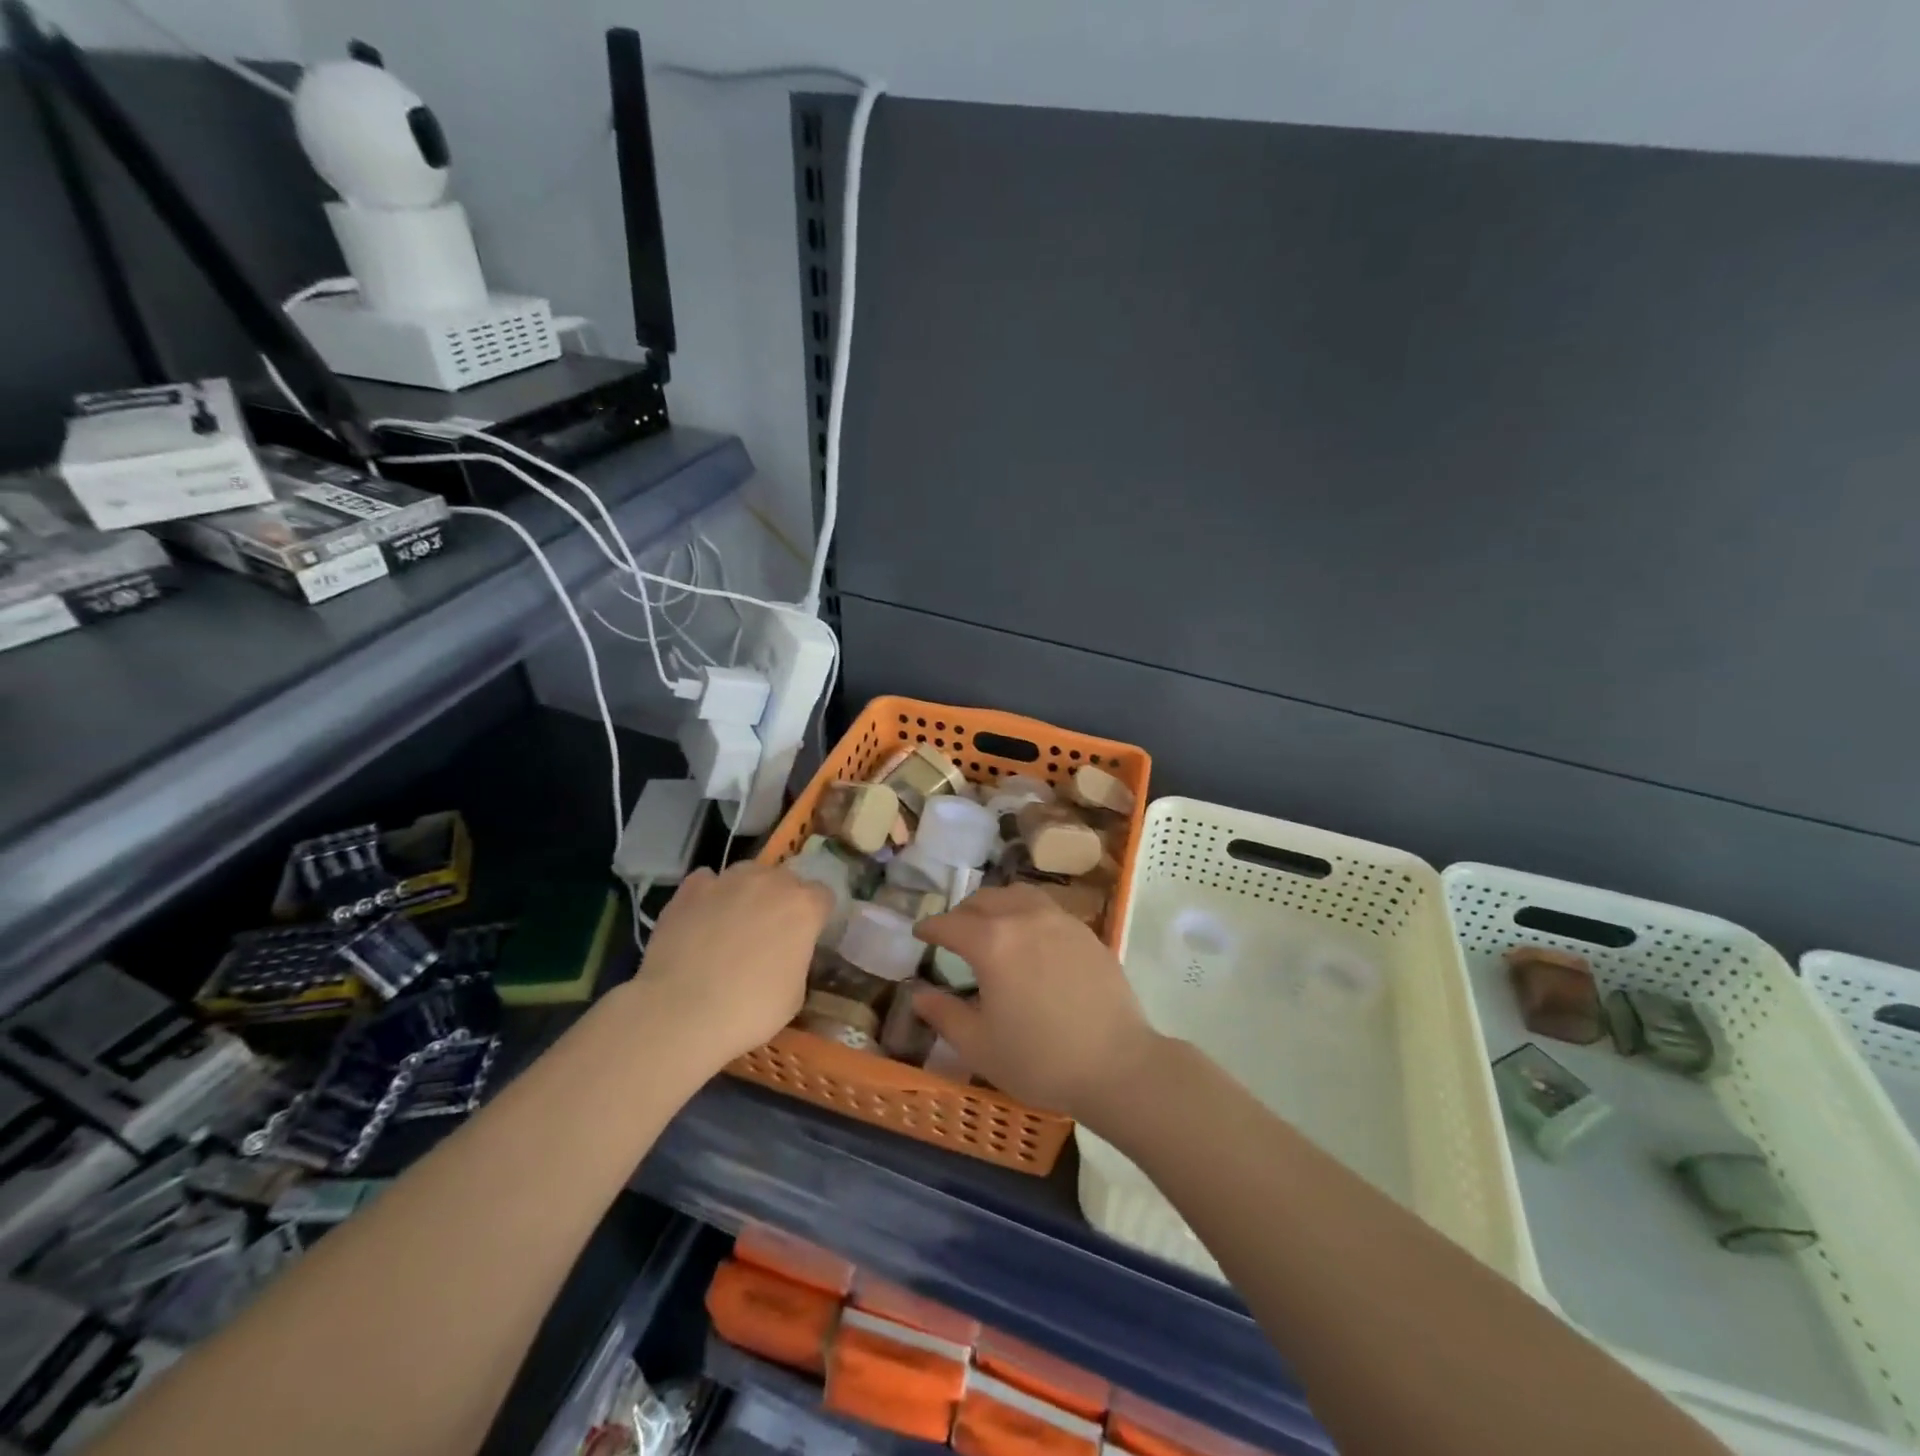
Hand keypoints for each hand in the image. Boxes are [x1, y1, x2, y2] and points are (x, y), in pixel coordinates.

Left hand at [632, 862, 833, 1067]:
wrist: (680, 1013)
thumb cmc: (749, 1010)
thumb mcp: (795, 994)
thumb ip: (796, 958)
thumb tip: (785, 953)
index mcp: (804, 906)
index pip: (823, 896)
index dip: (815, 917)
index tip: (805, 938)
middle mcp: (770, 882)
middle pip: (785, 880)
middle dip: (781, 901)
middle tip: (768, 934)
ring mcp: (728, 880)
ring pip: (747, 874)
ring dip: (747, 892)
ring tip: (732, 924)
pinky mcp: (690, 889)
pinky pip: (707, 881)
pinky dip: (709, 895)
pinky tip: (701, 919)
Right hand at [912, 884, 1161, 1121]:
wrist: (1117, 1065)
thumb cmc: (1040, 1060)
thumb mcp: (979, 1046)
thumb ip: (944, 1014)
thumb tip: (919, 994)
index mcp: (992, 942)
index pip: (950, 923)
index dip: (930, 927)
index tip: (920, 933)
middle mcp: (1024, 918)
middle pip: (985, 899)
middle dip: (963, 912)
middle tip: (954, 932)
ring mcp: (1060, 921)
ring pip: (1019, 895)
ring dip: (998, 904)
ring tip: (993, 925)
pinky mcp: (1087, 932)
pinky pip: (1048, 909)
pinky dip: (1028, 914)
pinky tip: (1032, 940)